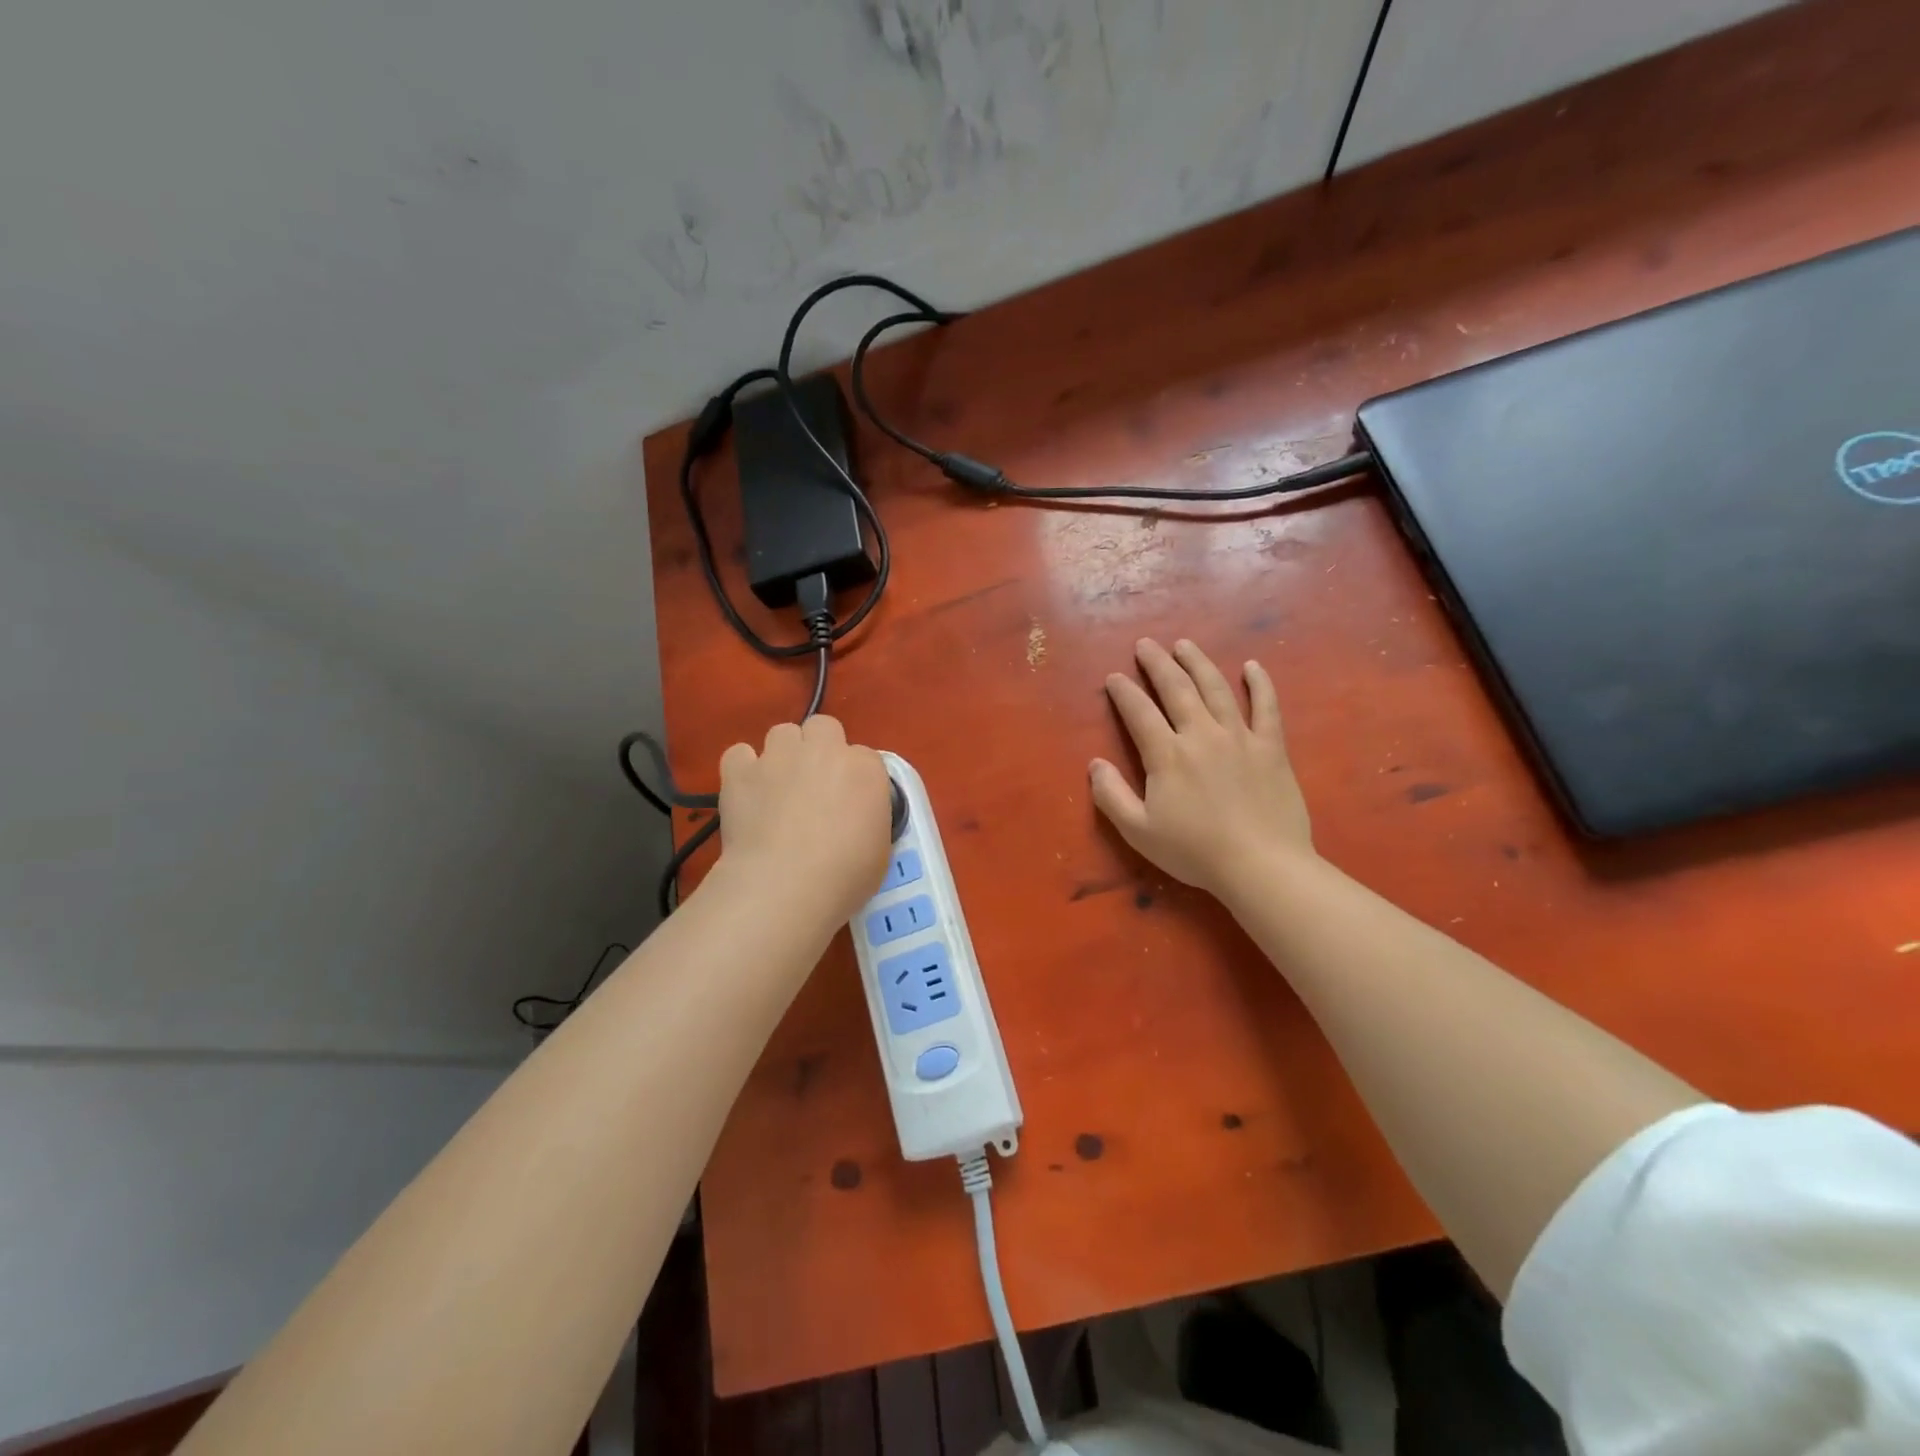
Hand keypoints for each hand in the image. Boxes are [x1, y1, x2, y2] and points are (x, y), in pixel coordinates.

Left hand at [717, 716, 892, 927]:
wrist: (785, 886)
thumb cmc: (844, 877)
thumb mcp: (880, 848)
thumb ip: (870, 817)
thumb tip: (856, 816)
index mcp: (866, 769)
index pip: (865, 757)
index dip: (855, 778)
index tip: (849, 803)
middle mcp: (824, 751)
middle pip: (823, 727)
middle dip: (819, 747)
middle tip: (815, 783)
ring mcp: (779, 757)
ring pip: (782, 732)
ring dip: (783, 753)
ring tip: (778, 786)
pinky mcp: (740, 772)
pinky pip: (739, 753)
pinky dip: (743, 769)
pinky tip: (746, 791)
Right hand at [1090, 638, 1313, 897]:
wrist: (1261, 866)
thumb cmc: (1195, 852)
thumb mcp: (1139, 831)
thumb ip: (1111, 796)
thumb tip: (1095, 764)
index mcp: (1167, 754)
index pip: (1139, 712)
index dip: (1124, 692)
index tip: (1114, 677)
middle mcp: (1201, 734)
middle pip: (1176, 688)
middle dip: (1157, 663)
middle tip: (1145, 644)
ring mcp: (1240, 737)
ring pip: (1216, 688)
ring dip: (1197, 663)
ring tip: (1184, 645)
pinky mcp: (1271, 747)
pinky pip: (1267, 707)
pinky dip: (1260, 684)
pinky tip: (1252, 666)